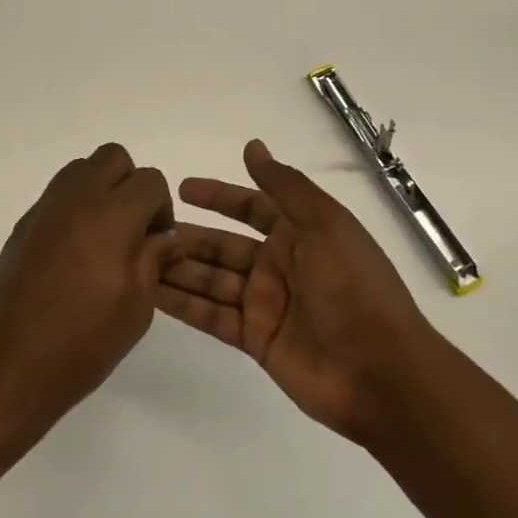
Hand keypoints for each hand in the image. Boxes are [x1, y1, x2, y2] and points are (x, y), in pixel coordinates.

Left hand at [0, 142, 176, 428]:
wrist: (11, 364)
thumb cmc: (84, 342)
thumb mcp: (137, 306)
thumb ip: (154, 260)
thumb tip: (165, 238)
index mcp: (111, 216)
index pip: (149, 180)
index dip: (161, 207)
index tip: (157, 242)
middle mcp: (76, 199)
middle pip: (113, 158)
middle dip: (130, 185)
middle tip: (133, 229)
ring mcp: (45, 209)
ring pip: (80, 169)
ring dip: (100, 190)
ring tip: (104, 238)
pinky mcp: (23, 225)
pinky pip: (57, 195)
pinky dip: (74, 208)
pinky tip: (74, 254)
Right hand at [159, 139, 437, 444]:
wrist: (380, 371)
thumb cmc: (353, 287)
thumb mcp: (324, 224)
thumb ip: (285, 186)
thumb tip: (252, 146)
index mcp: (300, 234)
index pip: (251, 206)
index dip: (218, 196)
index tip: (181, 189)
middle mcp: (279, 265)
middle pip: (224, 245)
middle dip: (189, 237)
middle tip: (145, 231)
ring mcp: (265, 304)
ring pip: (212, 279)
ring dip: (179, 268)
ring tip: (137, 259)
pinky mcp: (255, 339)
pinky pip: (212, 315)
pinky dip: (183, 304)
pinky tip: (151, 293)